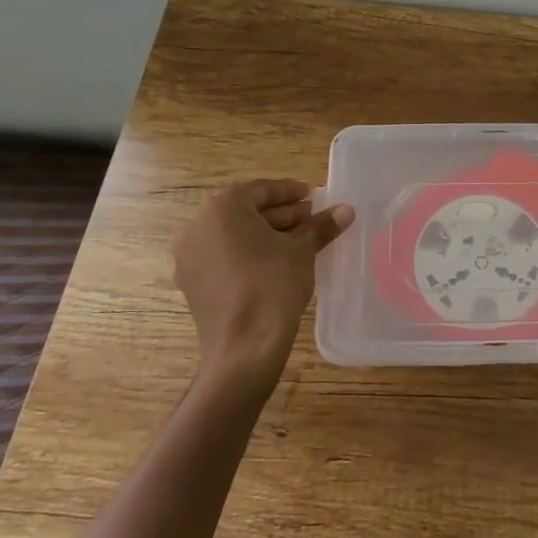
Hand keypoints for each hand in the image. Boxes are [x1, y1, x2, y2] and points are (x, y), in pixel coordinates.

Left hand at [175, 180, 353, 392]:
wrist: (244, 348)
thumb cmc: (273, 286)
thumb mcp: (301, 251)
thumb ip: (321, 227)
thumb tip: (346, 210)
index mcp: (222, 209)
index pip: (260, 190)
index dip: (289, 191)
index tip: (312, 196)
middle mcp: (198, 227)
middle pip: (245, 211)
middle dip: (280, 214)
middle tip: (310, 218)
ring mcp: (191, 257)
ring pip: (233, 235)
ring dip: (265, 234)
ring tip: (299, 241)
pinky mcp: (193, 283)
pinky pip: (224, 256)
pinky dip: (248, 253)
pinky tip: (277, 263)